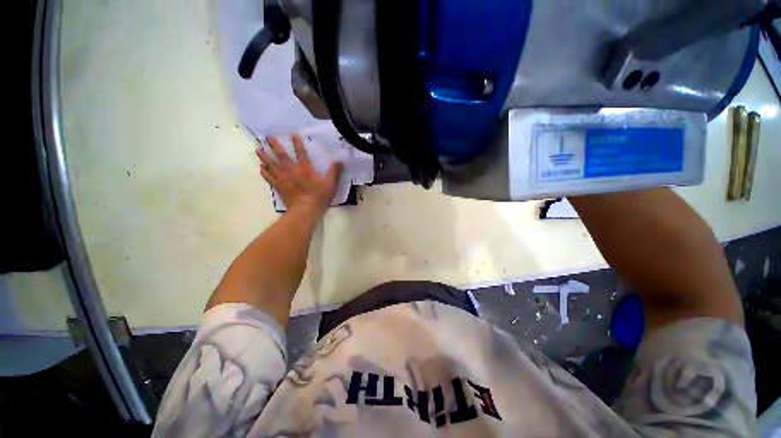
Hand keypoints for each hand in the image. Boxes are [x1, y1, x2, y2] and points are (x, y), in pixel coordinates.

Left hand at [256, 134, 341, 215]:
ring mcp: (283, 179)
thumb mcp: (330, 184)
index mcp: (305, 169)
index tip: (292, 134)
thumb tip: (339, 160)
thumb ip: (334, 172)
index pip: (301, 153)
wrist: (305, 210)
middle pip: (281, 156)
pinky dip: (264, 172)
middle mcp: (292, 171)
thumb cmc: (319, 197)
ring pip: (271, 165)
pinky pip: (269, 177)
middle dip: (275, 146)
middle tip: (268, 137)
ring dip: (265, 157)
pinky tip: (261, 167)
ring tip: (258, 149)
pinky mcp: (278, 187)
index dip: (297, 143)